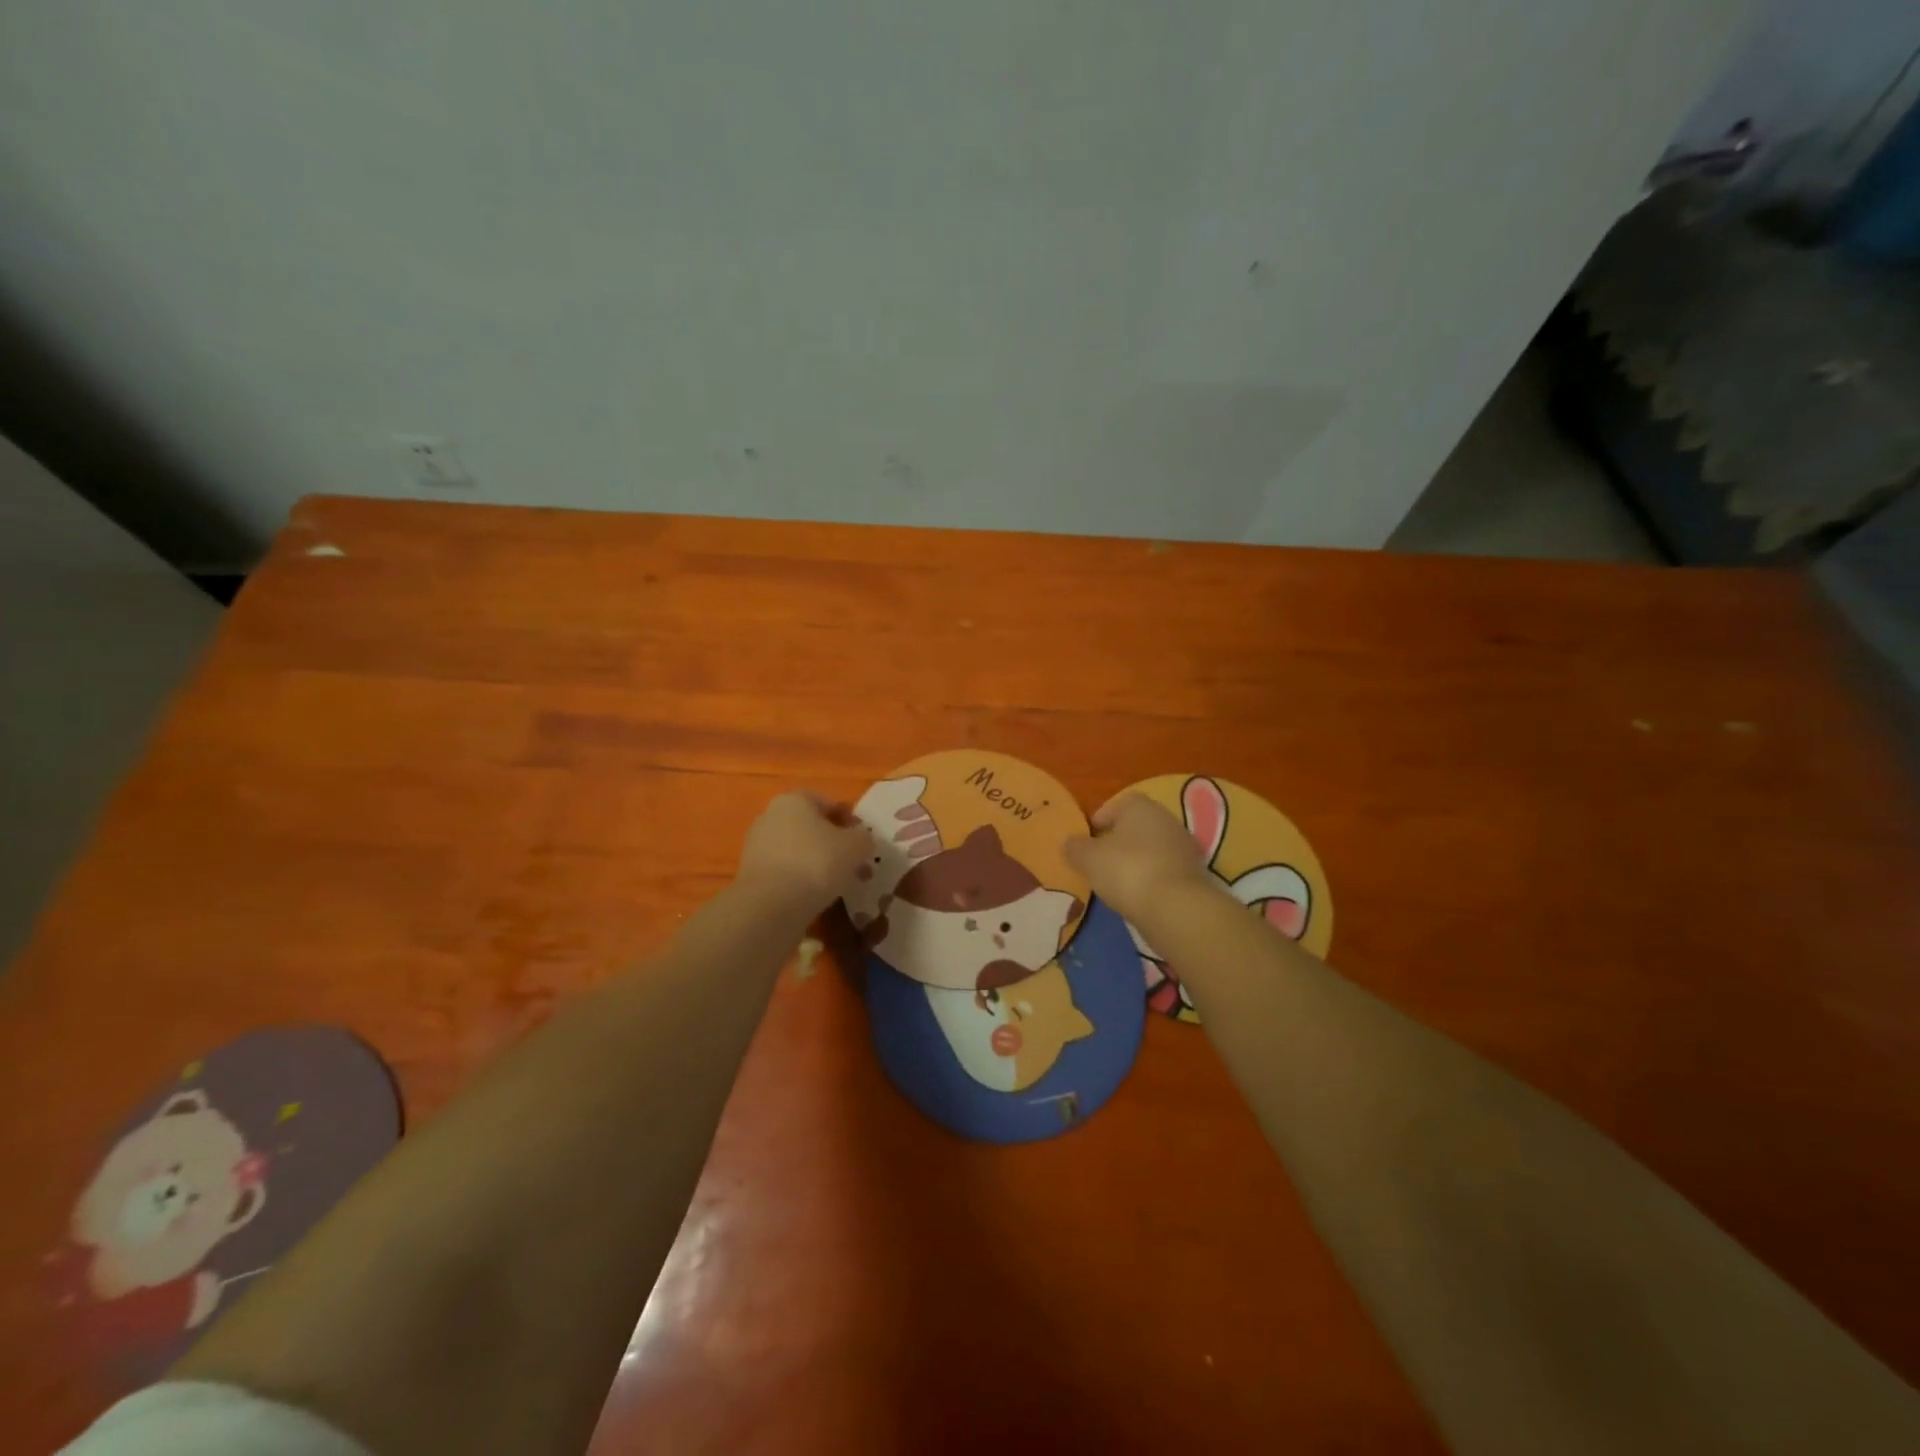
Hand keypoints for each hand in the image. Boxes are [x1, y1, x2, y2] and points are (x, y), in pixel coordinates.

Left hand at [735, 791, 873, 916]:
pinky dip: (800, 880)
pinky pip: (784, 872)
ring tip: (838, 885)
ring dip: (817, 863)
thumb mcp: (856, 846)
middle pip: (811, 827)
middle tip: (854, 865)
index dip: (849, 820)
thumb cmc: (816, 863)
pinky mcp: (750, 874)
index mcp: (794, 800)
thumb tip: (861, 838)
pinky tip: (815, 897)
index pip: (827, 802)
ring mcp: (756, 846)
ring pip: (798, 850)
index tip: (863, 842)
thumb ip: (863, 837)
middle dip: (833, 844)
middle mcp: (770, 816)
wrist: (770, 906)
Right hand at [1065, 793, 1215, 922]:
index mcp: (1141, 806)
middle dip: (1118, 840)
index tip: (1088, 839)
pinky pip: (1163, 868)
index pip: (1118, 803)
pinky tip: (1137, 894)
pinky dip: (1150, 877)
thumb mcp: (1089, 859)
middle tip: (1099, 859)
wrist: (1175, 907)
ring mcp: (1183, 846)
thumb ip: (1076, 847)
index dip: (1101, 818)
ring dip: (1135, 859)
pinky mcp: (1193, 873)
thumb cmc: (1126, 870)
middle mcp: (1166, 819)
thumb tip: (1069, 842)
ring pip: (1151, 847)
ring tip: (1116, 880)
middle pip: (1137, 825)